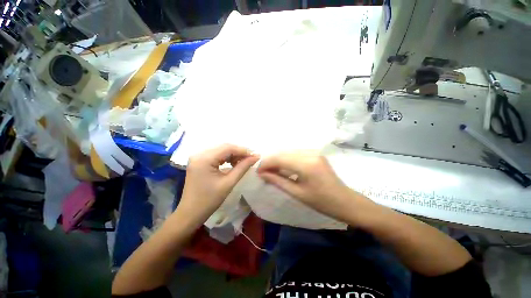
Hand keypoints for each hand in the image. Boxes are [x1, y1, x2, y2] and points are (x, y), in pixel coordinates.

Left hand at [176, 144, 258, 226]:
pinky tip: (233, 164)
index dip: (243, 151)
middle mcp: (199, 154)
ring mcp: (198, 157)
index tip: (255, 156)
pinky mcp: (199, 161)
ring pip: (221, 150)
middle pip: (224, 147)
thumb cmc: (209, 200)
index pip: (228, 148)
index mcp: (204, 159)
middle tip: (251, 159)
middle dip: (239, 152)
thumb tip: (255, 157)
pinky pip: (216, 155)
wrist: (190, 213)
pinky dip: (226, 158)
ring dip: (233, 155)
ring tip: (243, 162)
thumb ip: (243, 167)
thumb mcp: (229, 183)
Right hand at [257, 151, 370, 222]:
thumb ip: (278, 181)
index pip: (279, 159)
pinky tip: (283, 168)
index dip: (266, 164)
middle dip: (270, 161)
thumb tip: (262, 173)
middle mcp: (310, 153)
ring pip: (288, 152)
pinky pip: (295, 153)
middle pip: (283, 153)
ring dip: (278, 160)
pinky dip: (286, 159)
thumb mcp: (297, 193)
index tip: (257, 171)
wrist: (346, 201)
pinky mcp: (315, 154)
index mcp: (306, 165)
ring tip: (271, 171)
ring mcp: (314, 152)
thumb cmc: (322, 202)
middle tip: (263, 172)